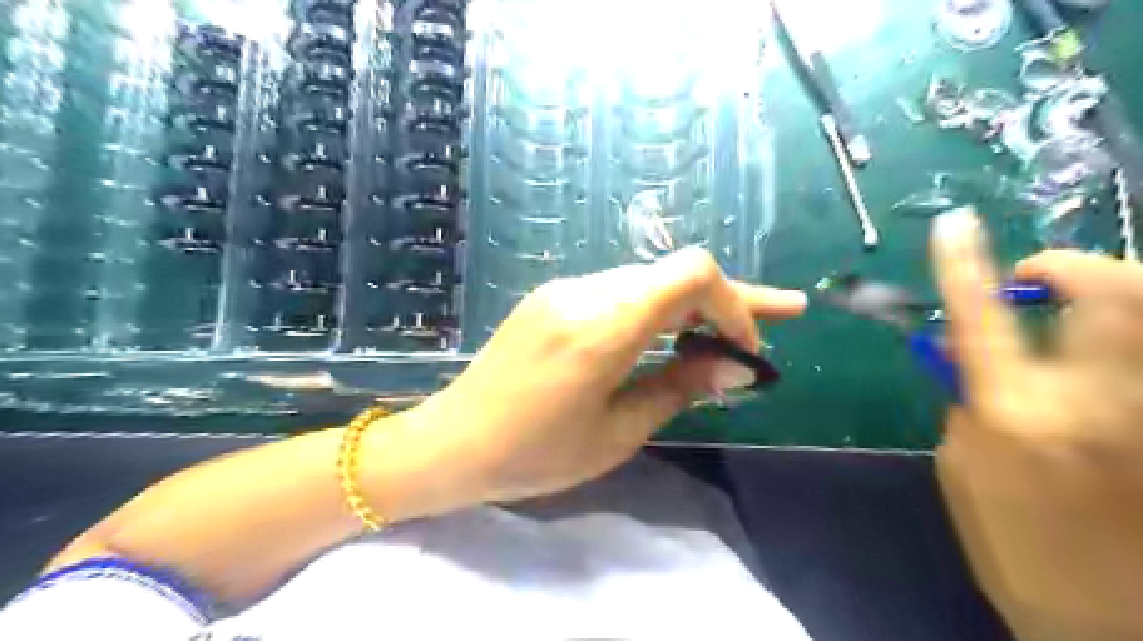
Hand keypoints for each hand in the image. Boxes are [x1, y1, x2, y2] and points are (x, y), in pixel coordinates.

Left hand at [405, 248, 806, 506]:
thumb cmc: (533, 454)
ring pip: (650, 281)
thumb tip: (738, 366)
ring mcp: (564, 290)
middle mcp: (585, 293)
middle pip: (675, 274)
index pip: (690, 276)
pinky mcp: (553, 297)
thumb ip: (679, 388)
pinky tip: (672, 336)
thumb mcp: (617, 433)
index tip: (746, 349)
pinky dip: (657, 310)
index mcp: (602, 329)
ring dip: (693, 305)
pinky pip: (620, 292)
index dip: (735, 304)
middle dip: (728, 300)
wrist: (453, 441)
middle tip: (782, 317)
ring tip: (731, 331)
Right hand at [932, 211, 1141, 640]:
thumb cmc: (1013, 544)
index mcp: (1015, 416)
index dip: (963, 264)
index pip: (980, 317)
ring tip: (1084, 305)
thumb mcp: (961, 466)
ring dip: (1119, 293)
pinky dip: (1131, 334)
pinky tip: (1107, 343)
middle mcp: (1097, 403)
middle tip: (1043, 276)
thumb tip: (963, 345)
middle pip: (1113, 296)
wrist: (1105, 616)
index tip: (953, 225)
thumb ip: (965, 397)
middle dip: (1078, 268)